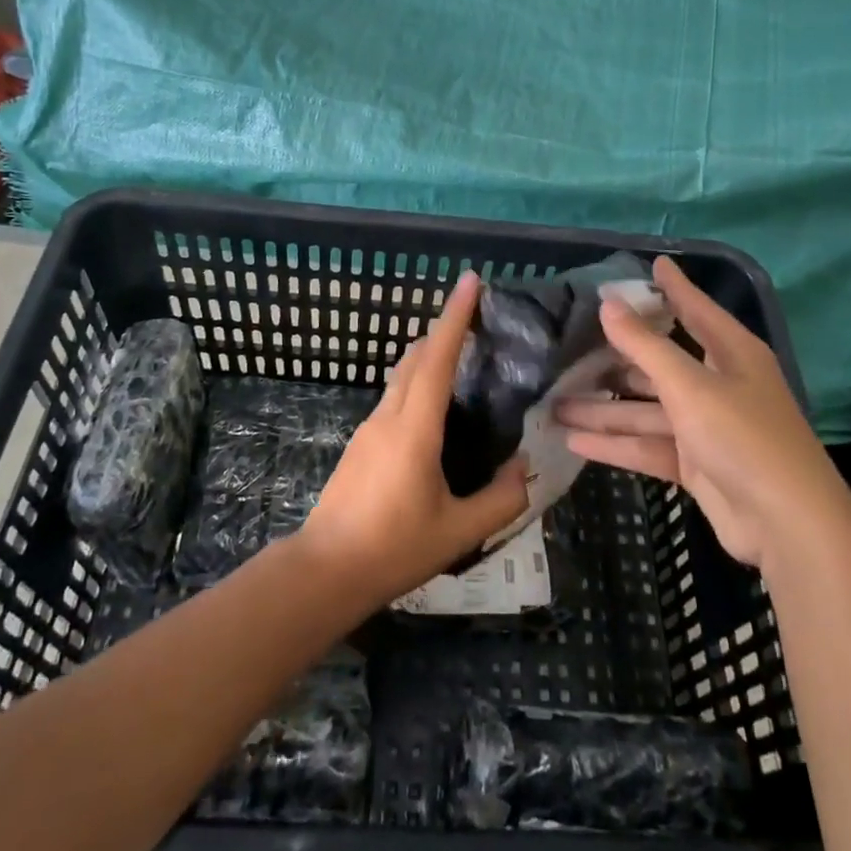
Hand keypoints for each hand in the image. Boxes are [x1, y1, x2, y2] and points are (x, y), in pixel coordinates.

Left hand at [298, 270, 528, 606]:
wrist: (326, 569)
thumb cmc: (395, 548)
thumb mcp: (459, 531)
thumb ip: (501, 499)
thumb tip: (524, 468)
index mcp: (415, 428)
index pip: (437, 358)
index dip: (455, 317)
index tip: (469, 281)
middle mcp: (390, 416)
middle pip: (416, 356)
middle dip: (444, 328)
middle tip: (476, 317)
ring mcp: (370, 427)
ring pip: (401, 375)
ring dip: (428, 354)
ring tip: (461, 356)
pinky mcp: (362, 442)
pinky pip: (394, 396)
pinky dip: (417, 380)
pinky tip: (434, 406)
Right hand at [555, 255, 841, 571]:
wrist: (787, 525)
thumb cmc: (744, 437)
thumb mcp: (690, 385)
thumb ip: (645, 345)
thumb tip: (608, 302)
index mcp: (731, 353)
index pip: (695, 309)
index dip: (673, 287)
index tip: (652, 263)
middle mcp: (718, 384)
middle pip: (660, 363)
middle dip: (616, 358)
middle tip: (570, 344)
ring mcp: (706, 426)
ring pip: (646, 409)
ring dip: (605, 408)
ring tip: (555, 402)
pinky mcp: (694, 463)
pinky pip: (647, 445)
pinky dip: (615, 443)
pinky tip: (574, 440)